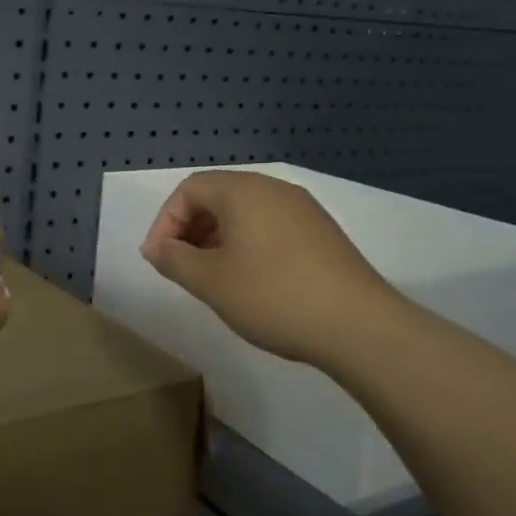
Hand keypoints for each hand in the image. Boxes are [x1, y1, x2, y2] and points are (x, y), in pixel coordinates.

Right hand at [140, 170, 401, 365]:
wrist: (359, 326)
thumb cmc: (273, 296)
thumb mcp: (210, 282)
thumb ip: (174, 259)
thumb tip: (156, 247)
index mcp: (244, 191)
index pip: (190, 189)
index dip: (165, 220)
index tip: (158, 258)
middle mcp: (274, 190)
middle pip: (218, 196)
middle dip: (190, 228)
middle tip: (179, 266)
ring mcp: (303, 210)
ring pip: (245, 213)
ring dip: (217, 238)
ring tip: (210, 276)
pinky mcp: (321, 233)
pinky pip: (270, 227)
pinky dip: (247, 244)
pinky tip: (249, 281)